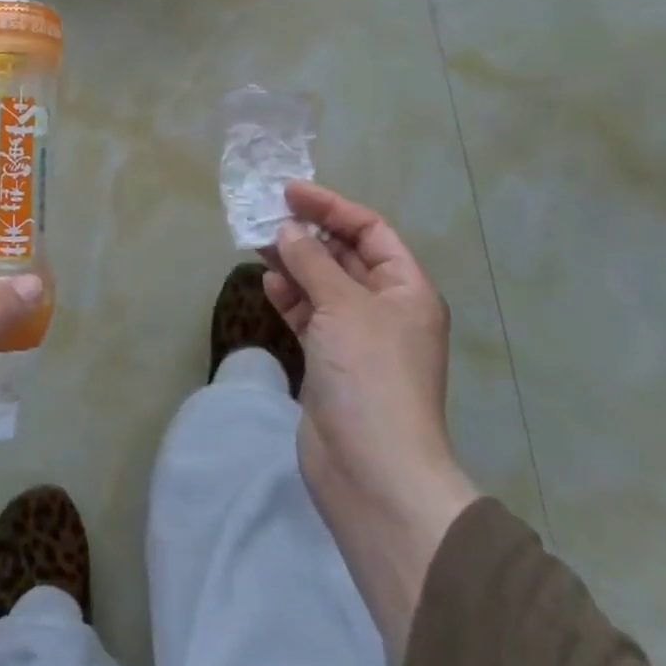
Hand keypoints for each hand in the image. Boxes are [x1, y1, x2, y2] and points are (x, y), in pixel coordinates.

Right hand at [263, 181, 480, 665]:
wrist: (373, 472)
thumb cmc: (370, 376)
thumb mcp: (342, 306)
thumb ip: (311, 262)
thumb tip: (287, 231)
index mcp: (406, 289)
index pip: (371, 231)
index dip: (332, 207)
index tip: (290, 193)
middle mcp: (386, 309)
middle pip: (346, 256)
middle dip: (310, 234)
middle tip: (268, 217)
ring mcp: (358, 339)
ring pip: (323, 286)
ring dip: (295, 264)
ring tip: (259, 244)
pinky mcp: (332, 364)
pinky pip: (310, 317)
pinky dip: (291, 298)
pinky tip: (269, 283)